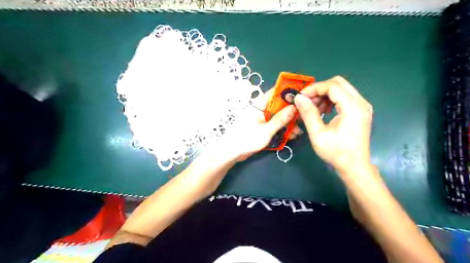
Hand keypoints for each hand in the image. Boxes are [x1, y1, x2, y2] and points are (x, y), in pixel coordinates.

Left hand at [214, 88, 302, 162]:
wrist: (232, 152)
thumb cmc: (247, 138)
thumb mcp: (266, 130)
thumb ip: (280, 119)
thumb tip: (294, 108)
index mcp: (259, 104)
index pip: (276, 92)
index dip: (289, 92)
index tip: (303, 95)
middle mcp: (261, 109)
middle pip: (280, 106)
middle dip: (291, 112)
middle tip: (303, 119)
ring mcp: (262, 118)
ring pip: (279, 116)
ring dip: (288, 123)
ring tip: (298, 131)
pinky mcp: (262, 127)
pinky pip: (275, 125)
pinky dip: (282, 129)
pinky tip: (291, 135)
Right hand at [293, 76, 374, 174]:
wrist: (354, 166)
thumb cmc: (336, 152)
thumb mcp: (318, 133)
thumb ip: (308, 113)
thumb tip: (298, 97)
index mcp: (352, 107)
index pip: (332, 86)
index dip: (314, 89)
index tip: (300, 97)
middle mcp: (361, 102)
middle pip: (338, 83)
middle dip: (319, 90)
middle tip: (307, 102)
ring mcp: (362, 106)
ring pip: (341, 89)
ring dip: (325, 95)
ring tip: (314, 109)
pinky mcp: (360, 111)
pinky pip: (344, 97)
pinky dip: (331, 100)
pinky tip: (323, 111)